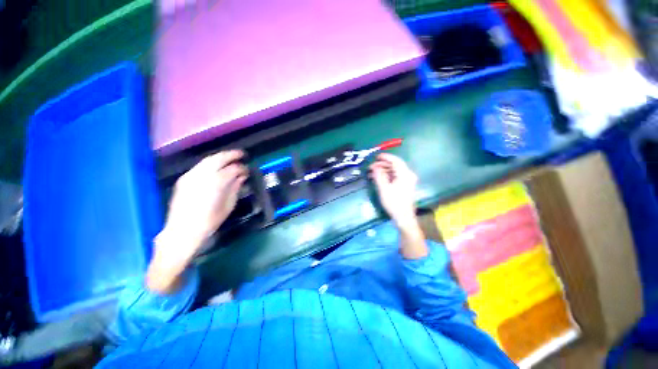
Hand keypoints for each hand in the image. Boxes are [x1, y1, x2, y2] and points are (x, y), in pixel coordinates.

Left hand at [148, 150, 247, 292]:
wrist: (182, 231)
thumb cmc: (209, 221)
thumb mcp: (227, 206)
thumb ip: (235, 188)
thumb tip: (241, 177)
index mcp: (215, 184)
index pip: (232, 169)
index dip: (241, 168)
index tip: (247, 170)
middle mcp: (202, 176)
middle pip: (218, 159)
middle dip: (231, 155)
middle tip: (241, 155)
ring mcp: (190, 176)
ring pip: (207, 160)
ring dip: (220, 157)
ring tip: (230, 158)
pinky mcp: (184, 179)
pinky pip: (199, 166)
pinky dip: (210, 163)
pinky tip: (216, 167)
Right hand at [369, 153, 418, 227]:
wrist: (403, 217)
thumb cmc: (394, 202)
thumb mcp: (384, 189)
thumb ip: (379, 176)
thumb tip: (374, 167)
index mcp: (405, 174)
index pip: (395, 161)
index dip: (385, 157)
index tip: (376, 156)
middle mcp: (408, 175)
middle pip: (395, 165)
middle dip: (382, 165)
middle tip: (371, 167)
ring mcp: (407, 180)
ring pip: (394, 171)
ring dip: (384, 170)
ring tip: (372, 173)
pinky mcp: (405, 185)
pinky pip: (395, 176)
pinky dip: (387, 175)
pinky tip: (378, 178)